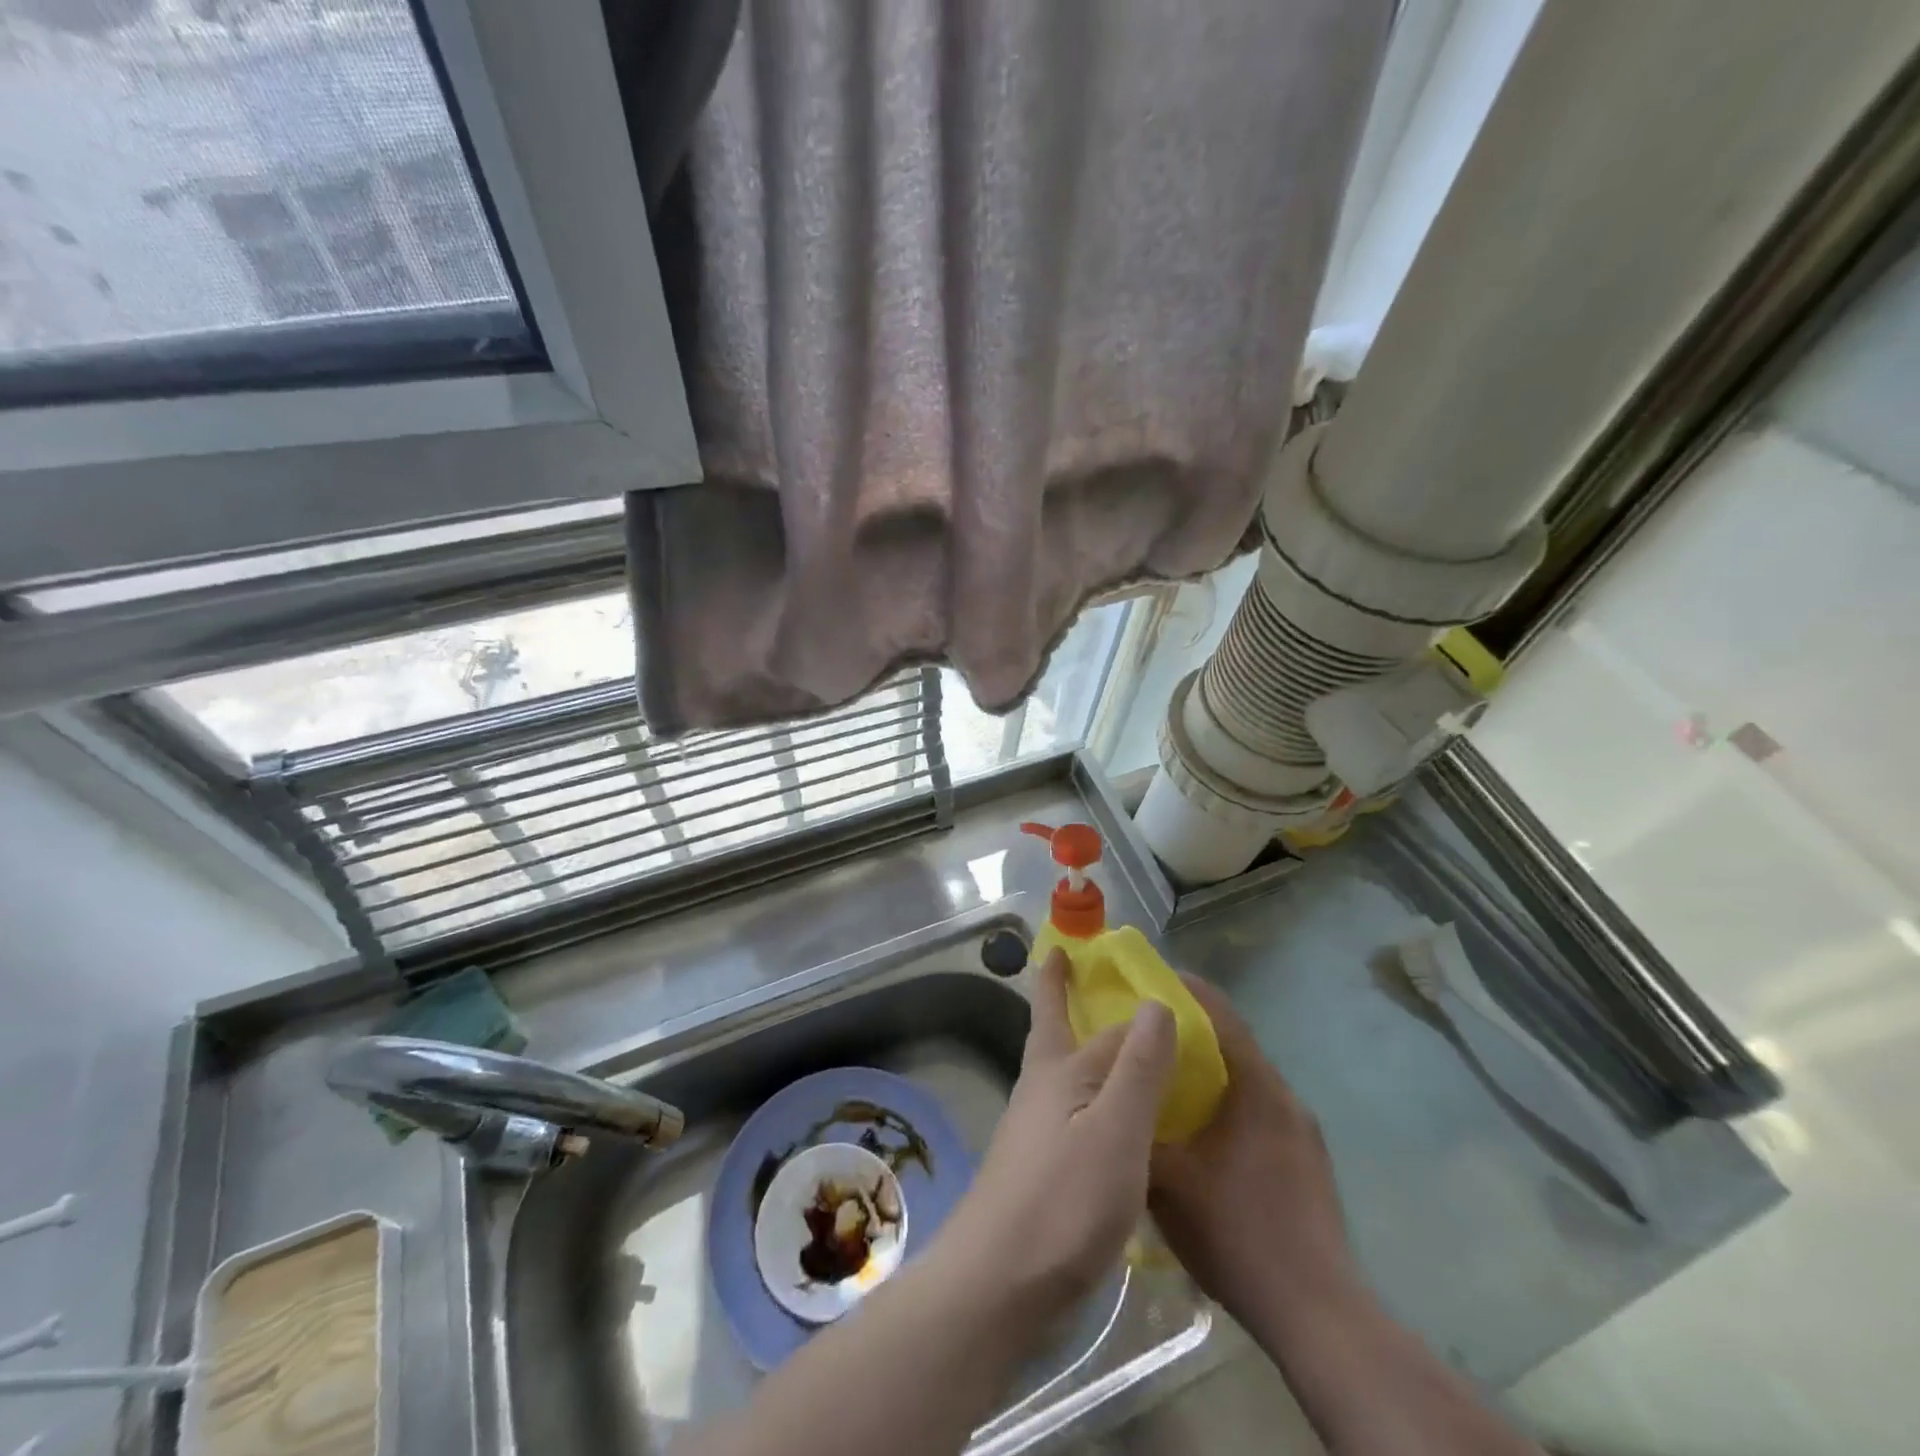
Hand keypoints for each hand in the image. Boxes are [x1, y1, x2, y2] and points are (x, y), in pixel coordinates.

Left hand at [937, 948, 1176, 1315]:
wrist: (996, 1282)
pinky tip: (1102, 1117)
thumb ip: (1137, 1068)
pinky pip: (1067, 1108)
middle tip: (1065, 962)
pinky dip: (1085, 1093)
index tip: (1116, 961)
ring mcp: (1033, 1127)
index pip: (1102, 1022)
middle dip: (1058, 994)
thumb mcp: (1115, 1131)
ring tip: (1106, 1039)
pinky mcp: (1036, 1164)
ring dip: (1075, 1043)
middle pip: (1054, 1030)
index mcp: (1061, 1071)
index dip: (1115, 996)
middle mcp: (1041, 1088)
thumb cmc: (1063, 1201)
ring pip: (1059, 1069)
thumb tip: (1155, 1001)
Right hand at [1149, 974, 1355, 1333]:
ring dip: (1211, 1071)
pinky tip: (1202, 1134)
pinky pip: (1261, 1111)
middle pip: (1234, 1044)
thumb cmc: (1237, 1232)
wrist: (1317, 1314)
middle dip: (1191, 1032)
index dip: (1187, 990)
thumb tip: (1108, 1095)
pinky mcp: (1309, 1163)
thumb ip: (1136, 1127)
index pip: (1221, 1015)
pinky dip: (1228, 1103)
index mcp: (1257, 1088)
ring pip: (1248, 1081)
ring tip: (1166, 1079)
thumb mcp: (1166, 1181)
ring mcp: (1303, 1132)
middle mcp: (1285, 1098)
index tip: (1151, 978)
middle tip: (1146, 1031)